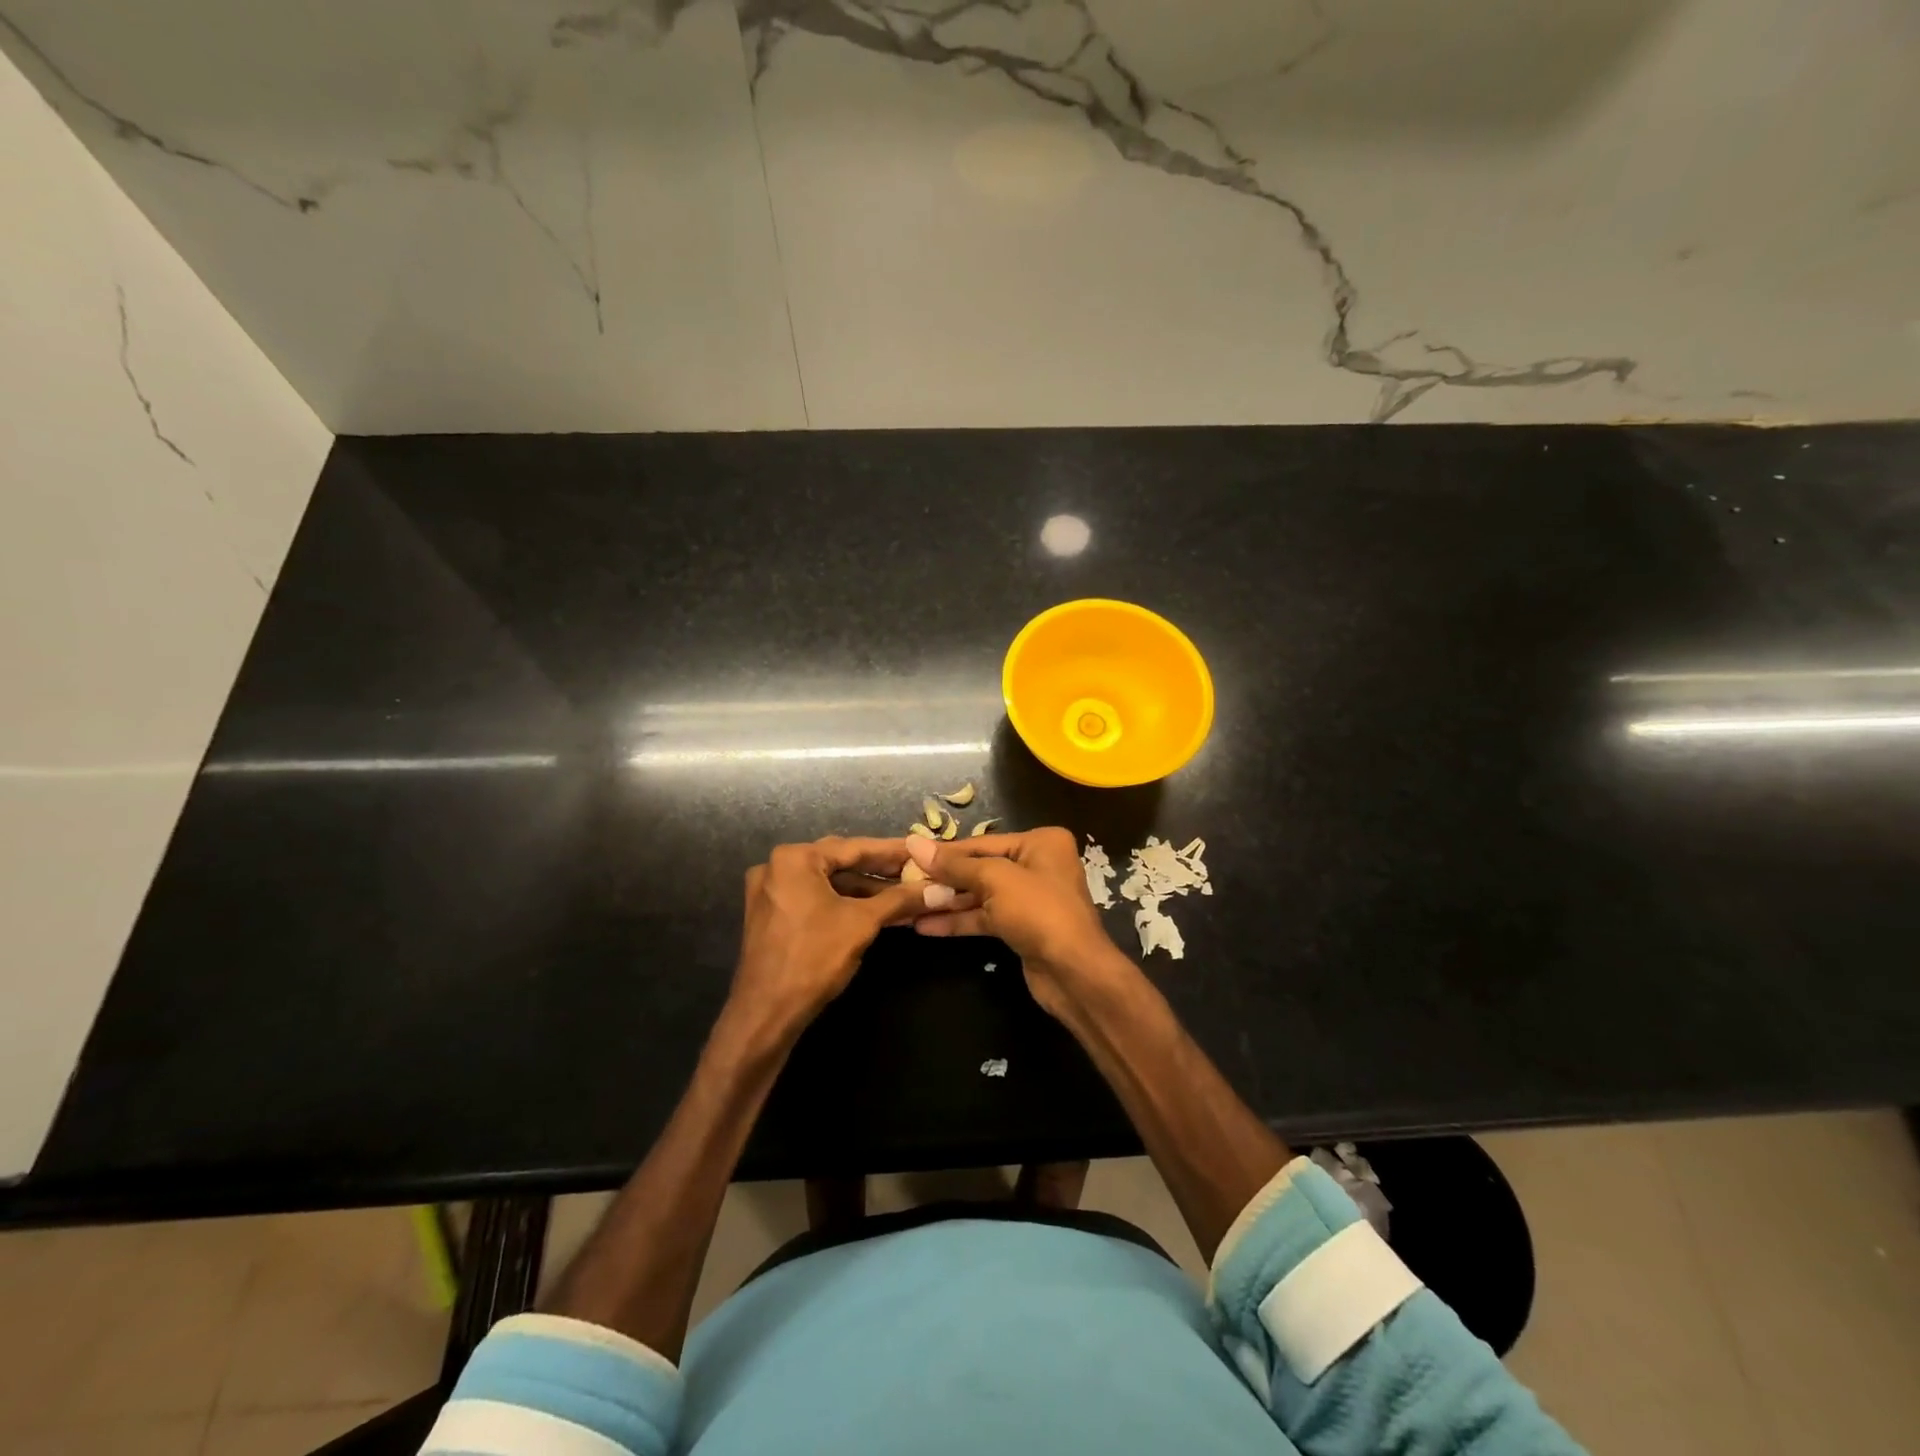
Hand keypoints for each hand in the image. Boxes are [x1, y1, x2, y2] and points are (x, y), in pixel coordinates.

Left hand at [730, 837, 941, 1042]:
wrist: (766, 1012)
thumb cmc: (814, 958)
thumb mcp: (862, 923)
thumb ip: (900, 899)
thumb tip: (939, 889)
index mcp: (795, 858)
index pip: (854, 847)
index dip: (892, 851)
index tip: (921, 850)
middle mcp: (777, 866)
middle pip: (840, 862)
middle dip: (880, 870)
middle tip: (915, 869)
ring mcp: (771, 892)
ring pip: (828, 883)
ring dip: (865, 890)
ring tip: (904, 895)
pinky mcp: (772, 915)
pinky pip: (815, 899)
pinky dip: (844, 903)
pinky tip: (876, 911)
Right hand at [905, 828, 1133, 1021]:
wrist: (1073, 972)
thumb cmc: (1038, 911)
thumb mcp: (994, 879)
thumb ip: (954, 864)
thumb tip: (914, 843)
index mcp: (1040, 843)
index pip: (982, 843)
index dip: (945, 852)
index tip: (909, 854)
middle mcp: (1038, 865)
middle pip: (981, 868)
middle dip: (944, 879)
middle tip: (905, 883)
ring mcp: (1030, 899)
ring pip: (981, 895)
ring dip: (947, 902)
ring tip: (907, 906)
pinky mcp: (1022, 927)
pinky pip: (985, 918)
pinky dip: (959, 921)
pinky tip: (925, 926)